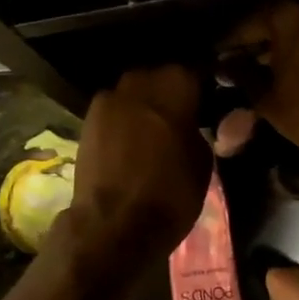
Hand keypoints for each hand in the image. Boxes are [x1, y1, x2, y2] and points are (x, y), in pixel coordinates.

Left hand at [51, 65, 210, 289]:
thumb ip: (201, 131)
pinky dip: (124, 122)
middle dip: (171, 94)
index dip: (204, 89)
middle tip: (184, 119)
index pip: (197, 73)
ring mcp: (108, 100)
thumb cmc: (170, 193)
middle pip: (160, 78)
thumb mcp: (205, 161)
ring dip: (145, 107)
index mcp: (175, 85)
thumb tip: (195, 125)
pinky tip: (133, 144)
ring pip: (134, 93)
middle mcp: (138, 82)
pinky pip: (114, 112)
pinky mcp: (87, 122)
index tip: (211, 106)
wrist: (113, 226)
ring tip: (156, 133)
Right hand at [218, 1, 298, 168]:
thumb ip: (242, 73)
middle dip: (256, 38)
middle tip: (237, 58)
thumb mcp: (268, 99)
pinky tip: (289, 62)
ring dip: (281, 39)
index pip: (248, 23)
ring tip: (261, 62)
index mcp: (290, 15)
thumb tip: (225, 62)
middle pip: (276, 18)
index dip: (230, 41)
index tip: (216, 54)